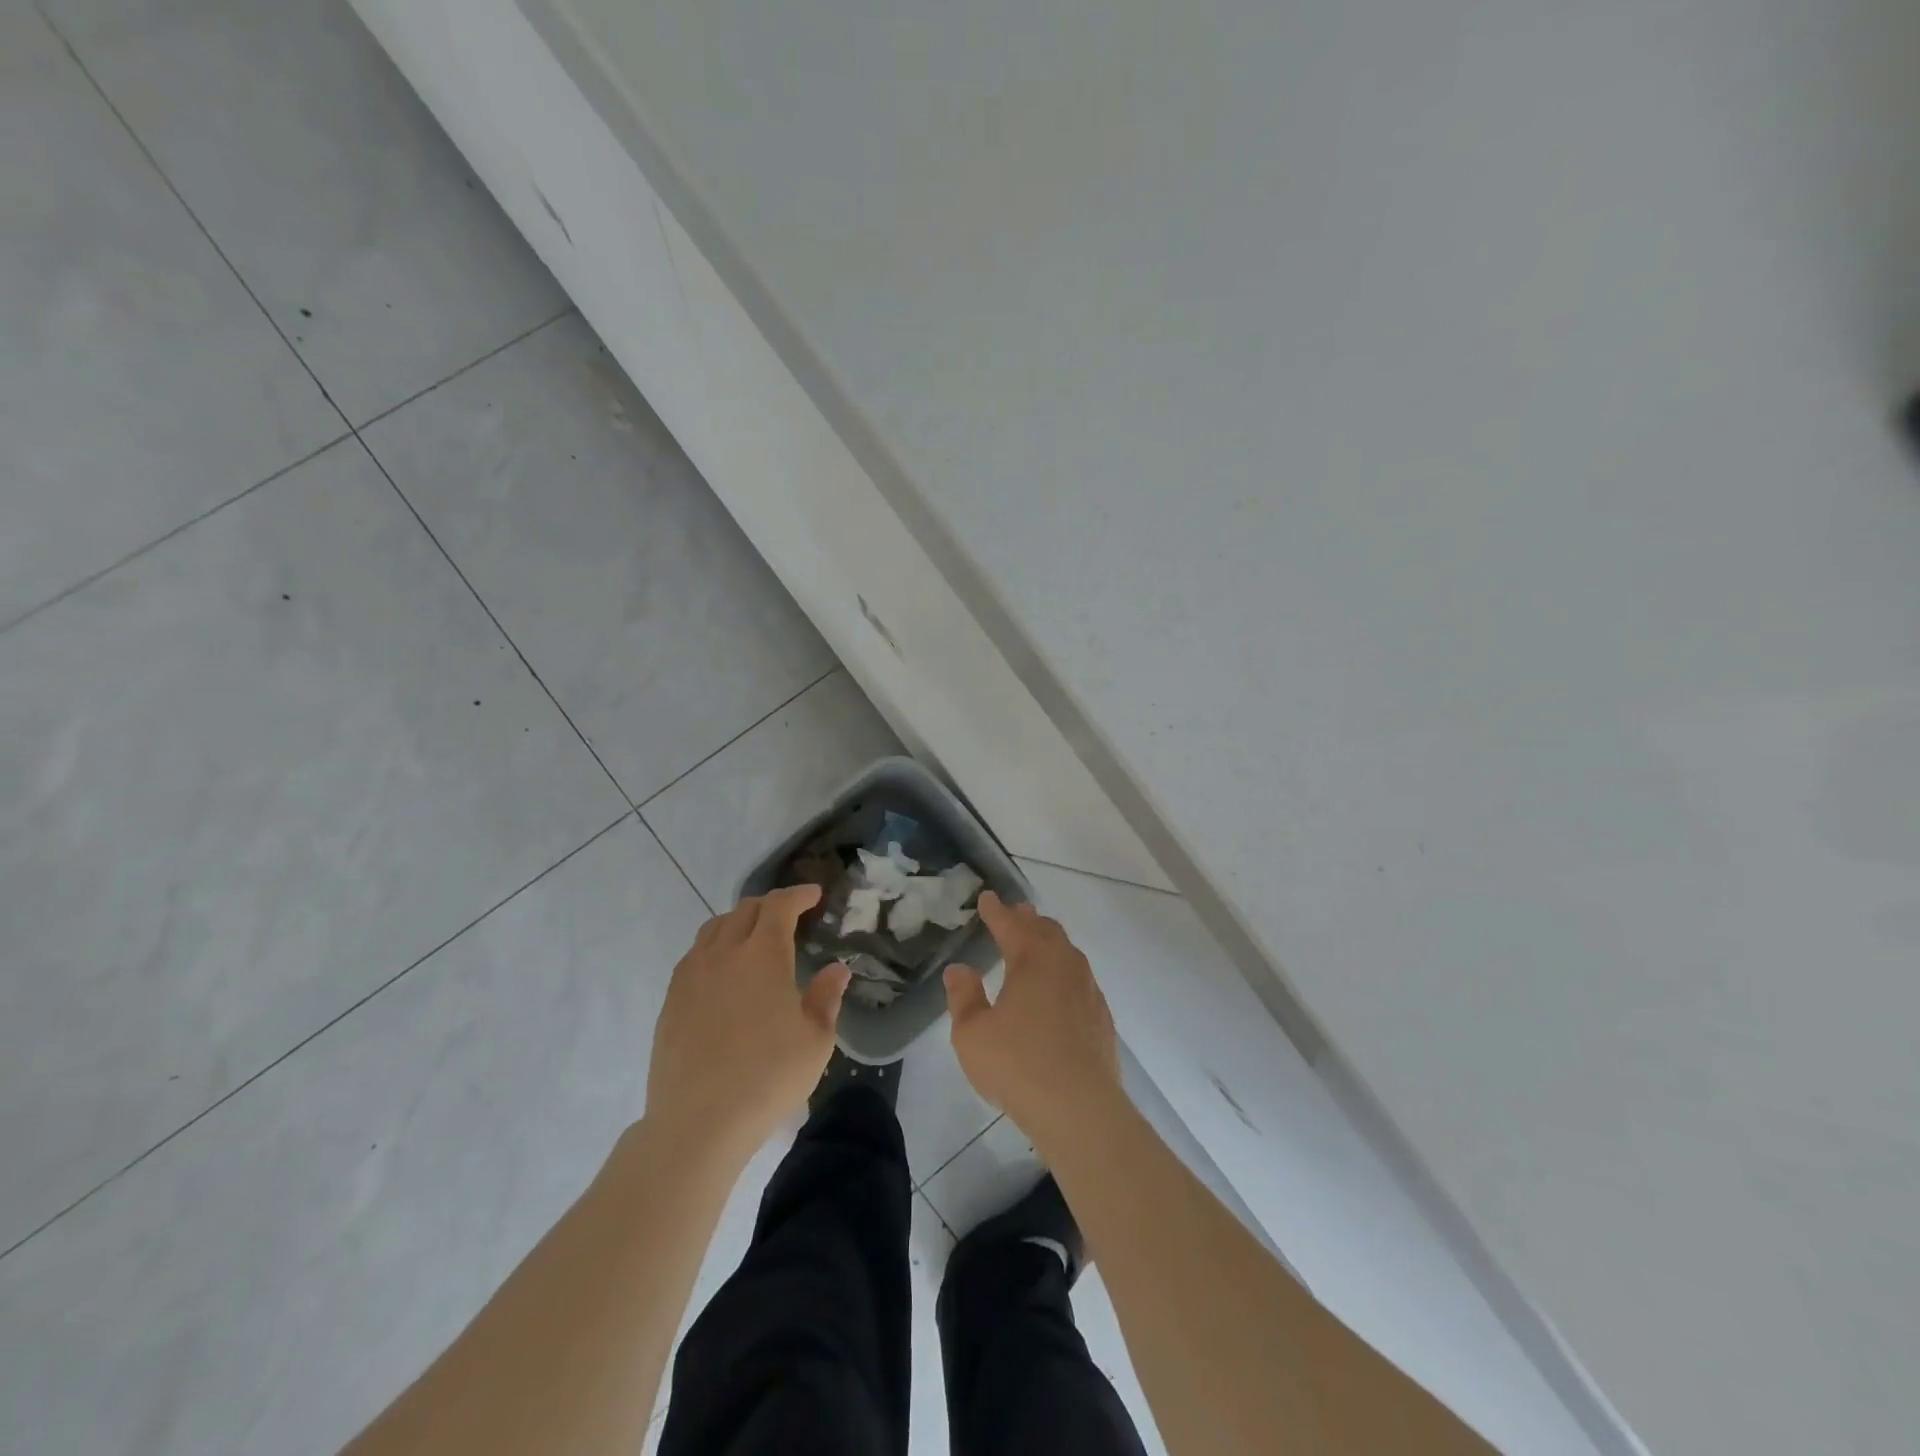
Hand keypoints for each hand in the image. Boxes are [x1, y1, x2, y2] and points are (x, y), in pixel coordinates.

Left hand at [646, 886, 850, 1159]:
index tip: (814, 894)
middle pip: (744, 910)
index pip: (779, 906)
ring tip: (754, 936)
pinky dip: (715, 947)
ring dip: (739, 922)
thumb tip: (837, 969)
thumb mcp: (815, 1040)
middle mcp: (723, 953)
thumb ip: (826, 997)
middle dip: (770, 905)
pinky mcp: (671, 1000)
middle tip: (789, 915)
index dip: (798, 895)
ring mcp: (691, 976)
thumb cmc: (768, 1077)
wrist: (698, 1123)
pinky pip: (694, 955)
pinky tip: (723, 971)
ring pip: (714, 929)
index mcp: (763, 955)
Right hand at [945, 892, 1123, 1146]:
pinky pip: (1080, 978)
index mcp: (1032, 960)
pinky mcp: (1101, 1017)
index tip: (987, 898)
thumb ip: (964, 997)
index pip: (1011, 925)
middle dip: (1027, 919)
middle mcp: (1064, 965)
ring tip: (1036, 943)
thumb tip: (959, 970)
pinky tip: (1059, 988)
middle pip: (1045, 931)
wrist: (1080, 1108)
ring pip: (1067, 952)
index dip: (996, 911)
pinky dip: (1064, 970)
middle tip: (1014, 913)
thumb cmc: (1018, 1065)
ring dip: (1049, 942)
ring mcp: (1088, 990)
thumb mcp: (972, 1034)